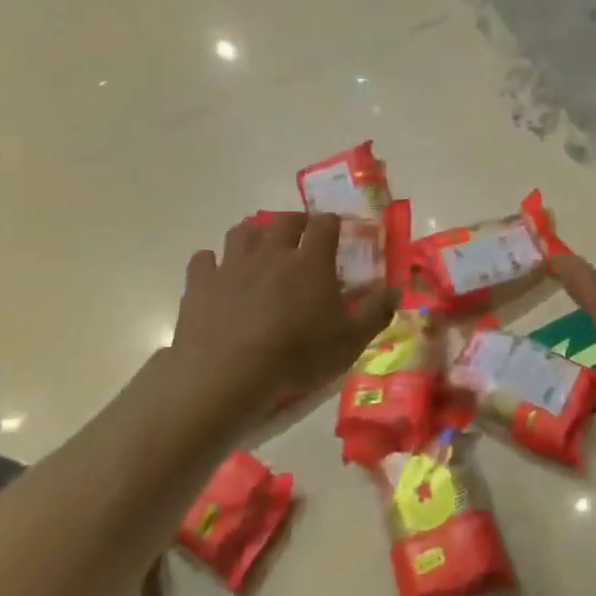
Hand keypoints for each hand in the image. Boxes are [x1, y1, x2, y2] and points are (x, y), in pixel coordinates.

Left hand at [167, 213, 395, 431]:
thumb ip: (376, 311)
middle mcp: (271, 252)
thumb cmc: (297, 354)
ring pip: (241, 232)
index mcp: (310, 260)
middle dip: (295, 222)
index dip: (332, 222)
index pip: (325, 224)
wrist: (227, 374)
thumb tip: (396, 289)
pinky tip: (218, 273)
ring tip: (260, 248)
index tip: (337, 230)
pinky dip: (212, 261)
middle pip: (282, 221)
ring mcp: (232, 265)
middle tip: (301, 234)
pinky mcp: (200, 284)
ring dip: (254, 234)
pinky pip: (204, 260)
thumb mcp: (350, 340)